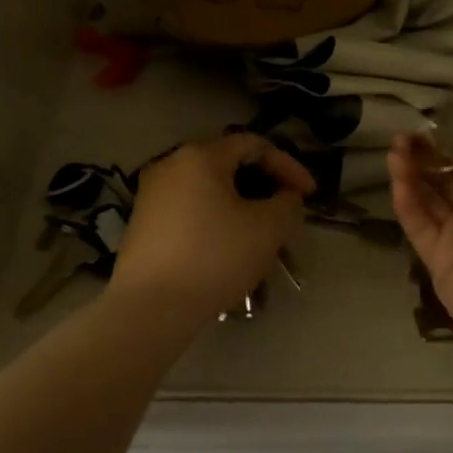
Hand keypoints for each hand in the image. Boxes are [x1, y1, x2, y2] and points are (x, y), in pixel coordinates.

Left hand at [110, 135, 314, 324]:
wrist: (150, 307)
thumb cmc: (214, 257)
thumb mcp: (267, 229)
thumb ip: (286, 204)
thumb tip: (285, 196)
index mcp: (200, 156)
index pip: (254, 145)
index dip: (288, 166)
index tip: (309, 194)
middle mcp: (170, 165)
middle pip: (228, 164)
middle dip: (263, 186)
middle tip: (285, 211)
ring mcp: (152, 194)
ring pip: (208, 190)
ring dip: (240, 206)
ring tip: (261, 234)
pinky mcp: (143, 223)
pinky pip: (189, 211)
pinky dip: (215, 220)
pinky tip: (229, 249)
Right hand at [388, 133, 452, 375]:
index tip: (437, 125)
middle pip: (449, 179)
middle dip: (428, 155)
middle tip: (405, 135)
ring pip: (428, 199)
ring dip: (411, 173)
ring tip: (394, 149)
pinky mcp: (438, 261)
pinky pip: (419, 227)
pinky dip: (407, 203)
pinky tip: (398, 180)